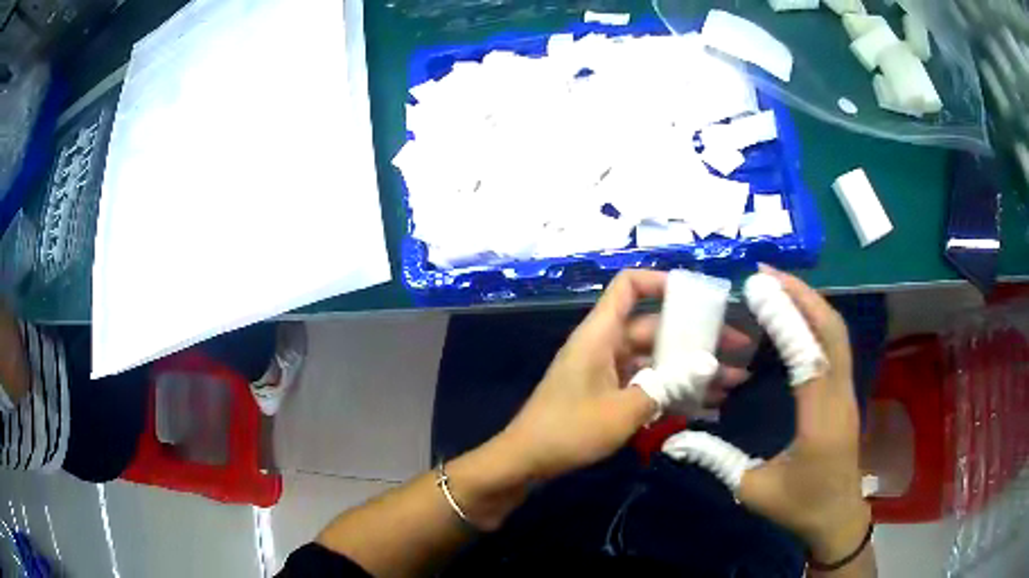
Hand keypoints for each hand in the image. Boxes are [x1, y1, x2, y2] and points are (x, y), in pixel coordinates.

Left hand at [498, 269, 750, 481]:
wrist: (526, 462)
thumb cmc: (569, 431)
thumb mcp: (623, 411)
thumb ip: (667, 385)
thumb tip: (709, 365)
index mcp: (600, 334)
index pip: (629, 286)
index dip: (662, 281)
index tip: (699, 296)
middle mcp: (605, 345)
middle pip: (656, 327)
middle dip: (697, 337)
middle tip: (736, 349)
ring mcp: (607, 371)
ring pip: (657, 359)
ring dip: (691, 369)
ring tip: (733, 380)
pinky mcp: (608, 394)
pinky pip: (647, 383)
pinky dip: (673, 390)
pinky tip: (706, 404)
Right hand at [738, 268, 870, 561]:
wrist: (838, 516)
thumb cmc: (800, 506)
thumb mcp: (753, 490)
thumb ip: (716, 460)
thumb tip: (673, 440)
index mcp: (819, 419)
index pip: (808, 356)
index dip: (786, 318)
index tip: (757, 288)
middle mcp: (839, 396)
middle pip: (831, 330)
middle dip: (802, 296)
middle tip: (767, 274)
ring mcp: (847, 391)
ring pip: (837, 333)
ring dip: (810, 303)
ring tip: (778, 285)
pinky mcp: (846, 391)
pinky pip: (835, 345)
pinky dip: (816, 320)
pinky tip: (796, 316)